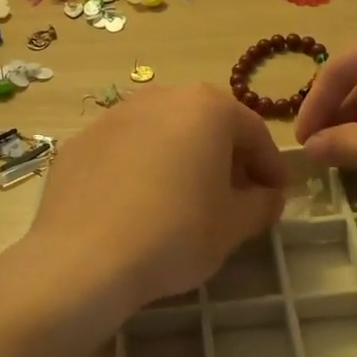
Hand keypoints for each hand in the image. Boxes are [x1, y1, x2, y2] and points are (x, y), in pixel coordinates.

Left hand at [25, 83, 287, 315]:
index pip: (253, 132)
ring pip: (162, 133)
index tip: (276, 195)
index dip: (270, 165)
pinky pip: (124, 150)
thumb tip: (267, 196)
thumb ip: (262, 204)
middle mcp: (160, 97)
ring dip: (181, 158)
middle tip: (234, 195)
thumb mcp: (233, 225)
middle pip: (206, 124)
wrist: (84, 258)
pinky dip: (139, 168)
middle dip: (225, 157)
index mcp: (207, 107)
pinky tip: (137, 205)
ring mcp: (114, 116)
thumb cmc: (174, 234)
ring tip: (184, 199)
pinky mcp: (80, 141)